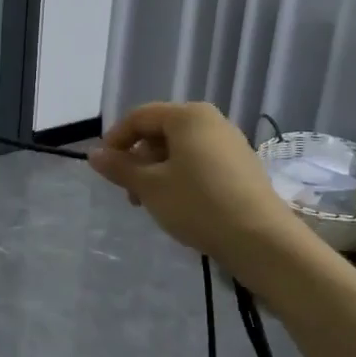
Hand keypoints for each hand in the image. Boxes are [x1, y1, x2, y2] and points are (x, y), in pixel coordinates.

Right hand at [87, 101, 301, 286]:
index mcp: (188, 115)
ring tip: (152, 203)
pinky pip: (200, 162)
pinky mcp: (242, 167)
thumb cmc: (198, 204)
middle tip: (129, 191)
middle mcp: (211, 121)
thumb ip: (119, 167)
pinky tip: (180, 205)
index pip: (139, 117)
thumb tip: (93, 154)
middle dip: (139, 159)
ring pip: (180, 150)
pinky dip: (181, 177)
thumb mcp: (149, 186)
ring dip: (158, 171)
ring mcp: (231, 144)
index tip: (104, 167)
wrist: (262, 241)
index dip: (116, 139)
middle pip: (161, 132)